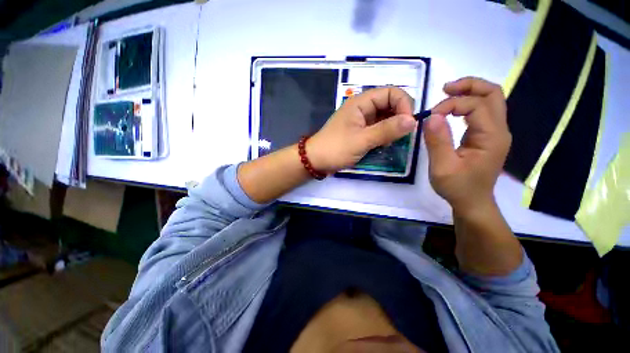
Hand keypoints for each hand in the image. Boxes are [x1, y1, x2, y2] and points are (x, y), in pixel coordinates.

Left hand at [306, 87, 417, 172]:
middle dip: (399, 117)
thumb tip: (413, 121)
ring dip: (392, 128)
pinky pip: (378, 128)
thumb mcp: (361, 140)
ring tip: (392, 142)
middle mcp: (362, 108)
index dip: (404, 104)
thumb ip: (386, 130)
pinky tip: (384, 145)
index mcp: (361, 102)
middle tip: (402, 135)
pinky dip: (384, 135)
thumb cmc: (336, 149)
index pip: (391, 92)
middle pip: (389, 104)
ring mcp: (361, 120)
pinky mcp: (360, 131)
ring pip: (385, 117)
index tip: (408, 124)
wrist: (316, 160)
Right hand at [424, 77, 511, 214]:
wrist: (473, 202)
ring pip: (490, 99)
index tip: (431, 115)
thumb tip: (432, 116)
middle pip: (493, 93)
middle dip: (469, 85)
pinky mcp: (487, 136)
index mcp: (492, 137)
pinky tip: (452, 109)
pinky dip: (468, 104)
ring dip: (470, 92)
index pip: (477, 105)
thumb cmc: (458, 187)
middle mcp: (499, 130)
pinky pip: (482, 111)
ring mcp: (495, 132)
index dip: (452, 104)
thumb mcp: (442, 167)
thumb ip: (437, 141)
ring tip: (447, 94)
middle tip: (445, 88)